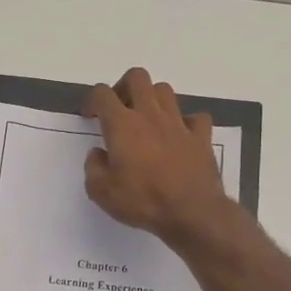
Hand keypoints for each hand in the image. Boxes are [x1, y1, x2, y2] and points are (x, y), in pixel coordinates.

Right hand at [83, 67, 228, 244]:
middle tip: (119, 109)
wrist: (192, 212)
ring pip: (165, 91)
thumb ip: (93, 168)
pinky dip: (186, 122)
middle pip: (137, 77)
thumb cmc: (143, 201)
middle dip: (124, 86)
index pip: (103, 94)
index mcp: (122, 125)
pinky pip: (196, 117)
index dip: (92, 100)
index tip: (89, 116)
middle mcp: (150, 115)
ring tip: (147, 120)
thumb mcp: (102, 192)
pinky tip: (180, 136)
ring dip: (153, 99)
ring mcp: (179, 123)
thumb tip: (98, 154)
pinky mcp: (201, 137)